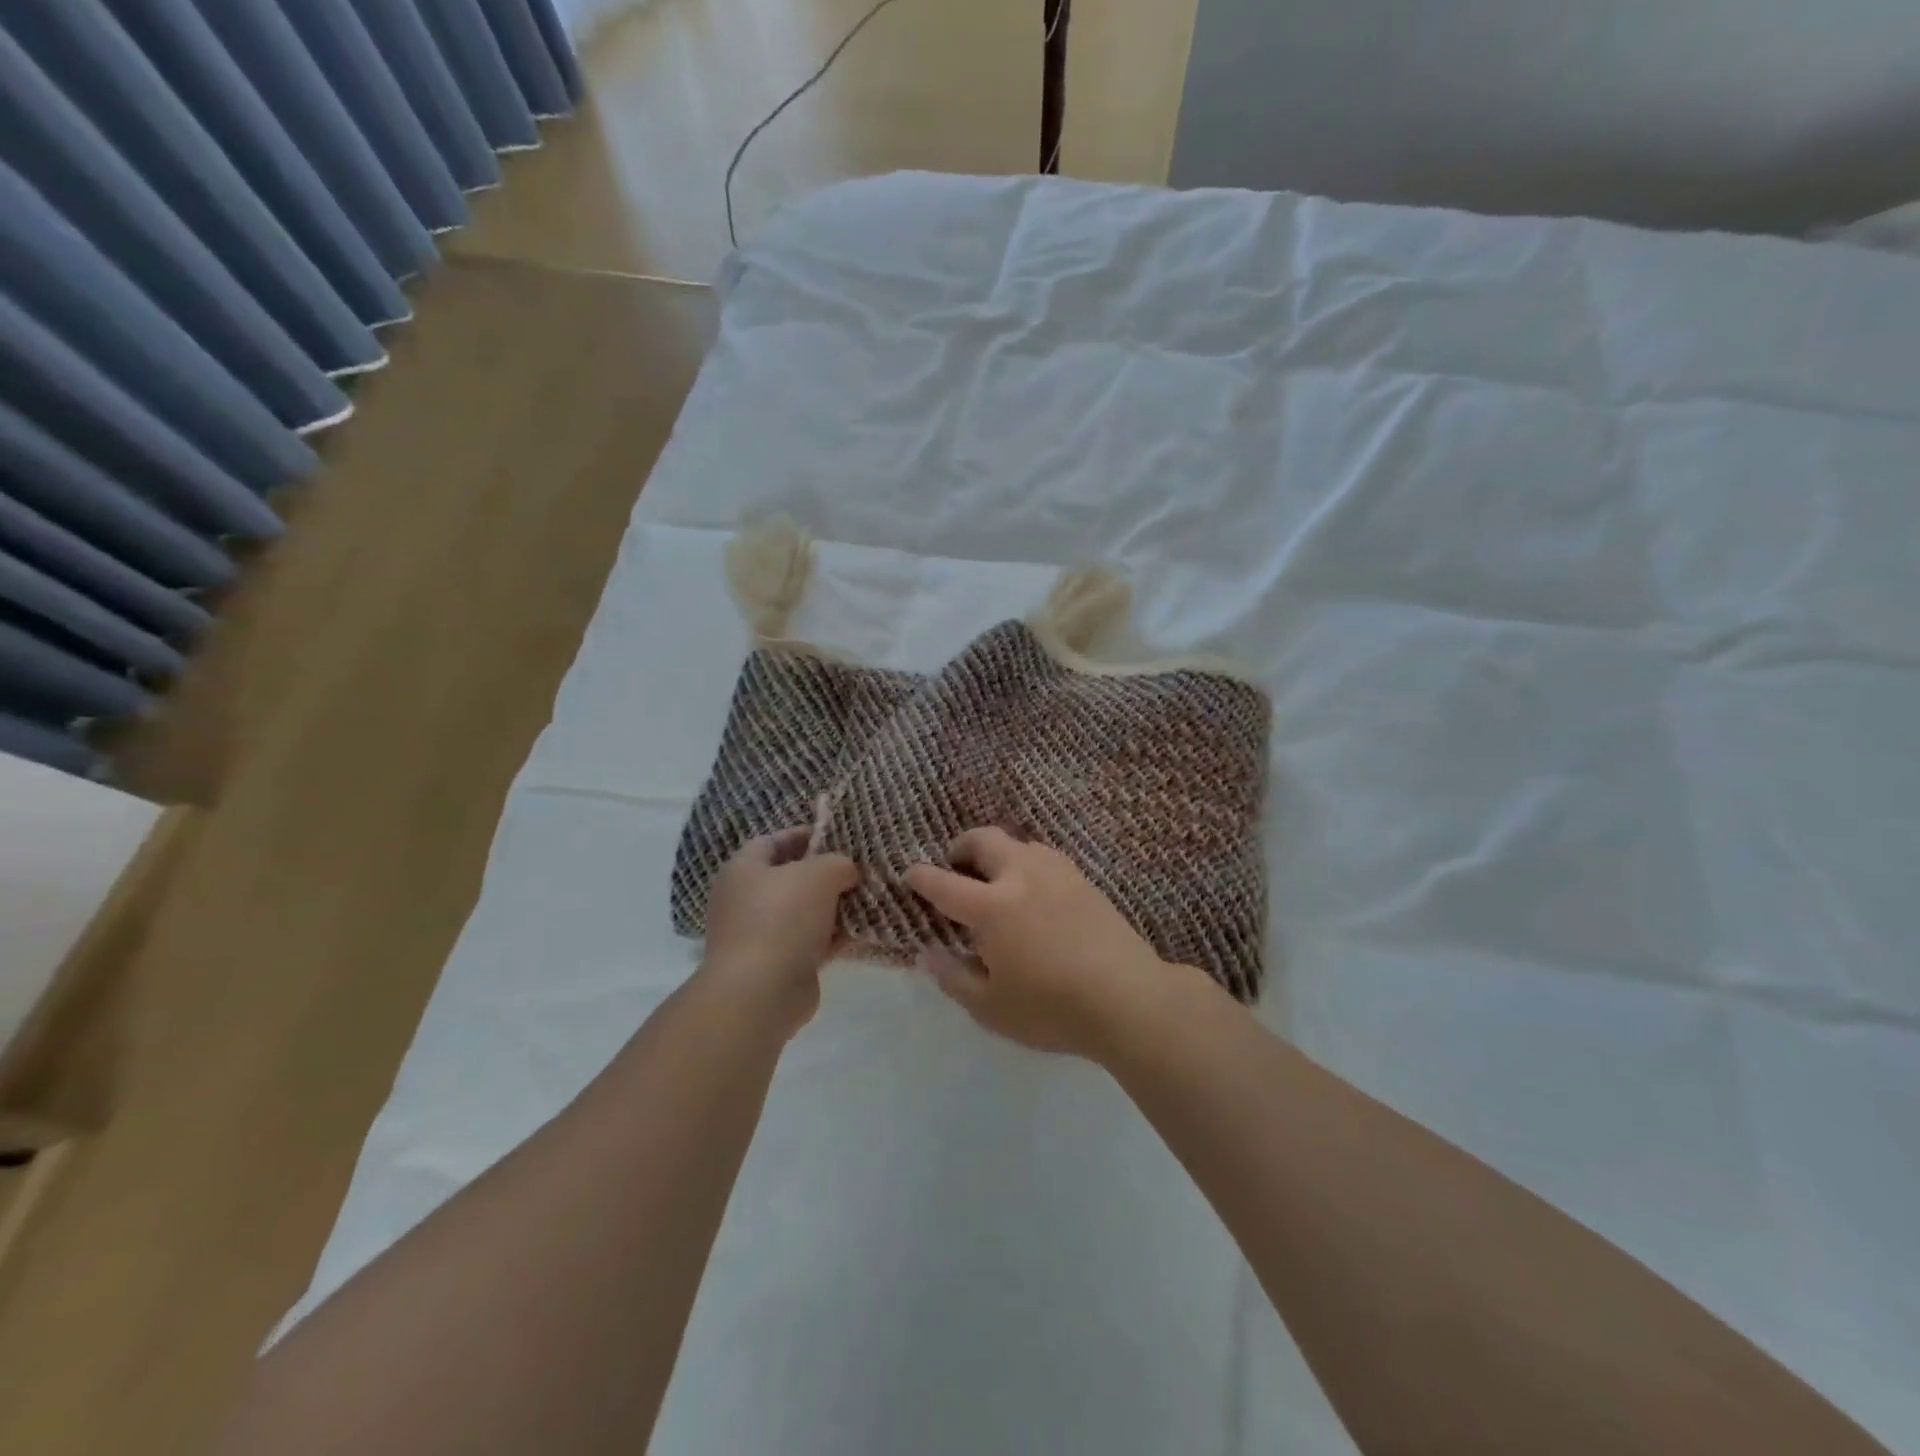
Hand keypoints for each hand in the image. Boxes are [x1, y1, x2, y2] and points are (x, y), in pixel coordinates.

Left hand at [700, 828, 858, 1037]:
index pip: (774, 841)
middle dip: (825, 873)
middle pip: (791, 877)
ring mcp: (760, 935)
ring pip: (804, 912)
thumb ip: (838, 863)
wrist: (760, 992)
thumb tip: (847, 871)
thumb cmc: (782, 918)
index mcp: (743, 870)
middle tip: (859, 869)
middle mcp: (745, 900)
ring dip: (833, 907)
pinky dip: (833, 937)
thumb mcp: (819, 874)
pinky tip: (862, 931)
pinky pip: (811, 942)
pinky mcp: (778, 965)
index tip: (839, 837)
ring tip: (868, 897)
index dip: (805, 835)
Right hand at [905, 827, 1197, 1060]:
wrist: (1129, 999)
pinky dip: (1027, 863)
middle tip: (955, 866)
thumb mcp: (991, 1008)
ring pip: (1019, 843)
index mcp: (992, 907)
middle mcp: (1022, 876)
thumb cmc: (1052, 1009)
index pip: (945, 883)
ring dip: (998, 852)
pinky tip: (1034, 891)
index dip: (922, 876)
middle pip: (984, 840)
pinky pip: (1046, 857)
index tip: (910, 874)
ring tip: (996, 879)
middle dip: (961, 846)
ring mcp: (1057, 873)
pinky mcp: (1084, 881)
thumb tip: (928, 953)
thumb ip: (954, 977)